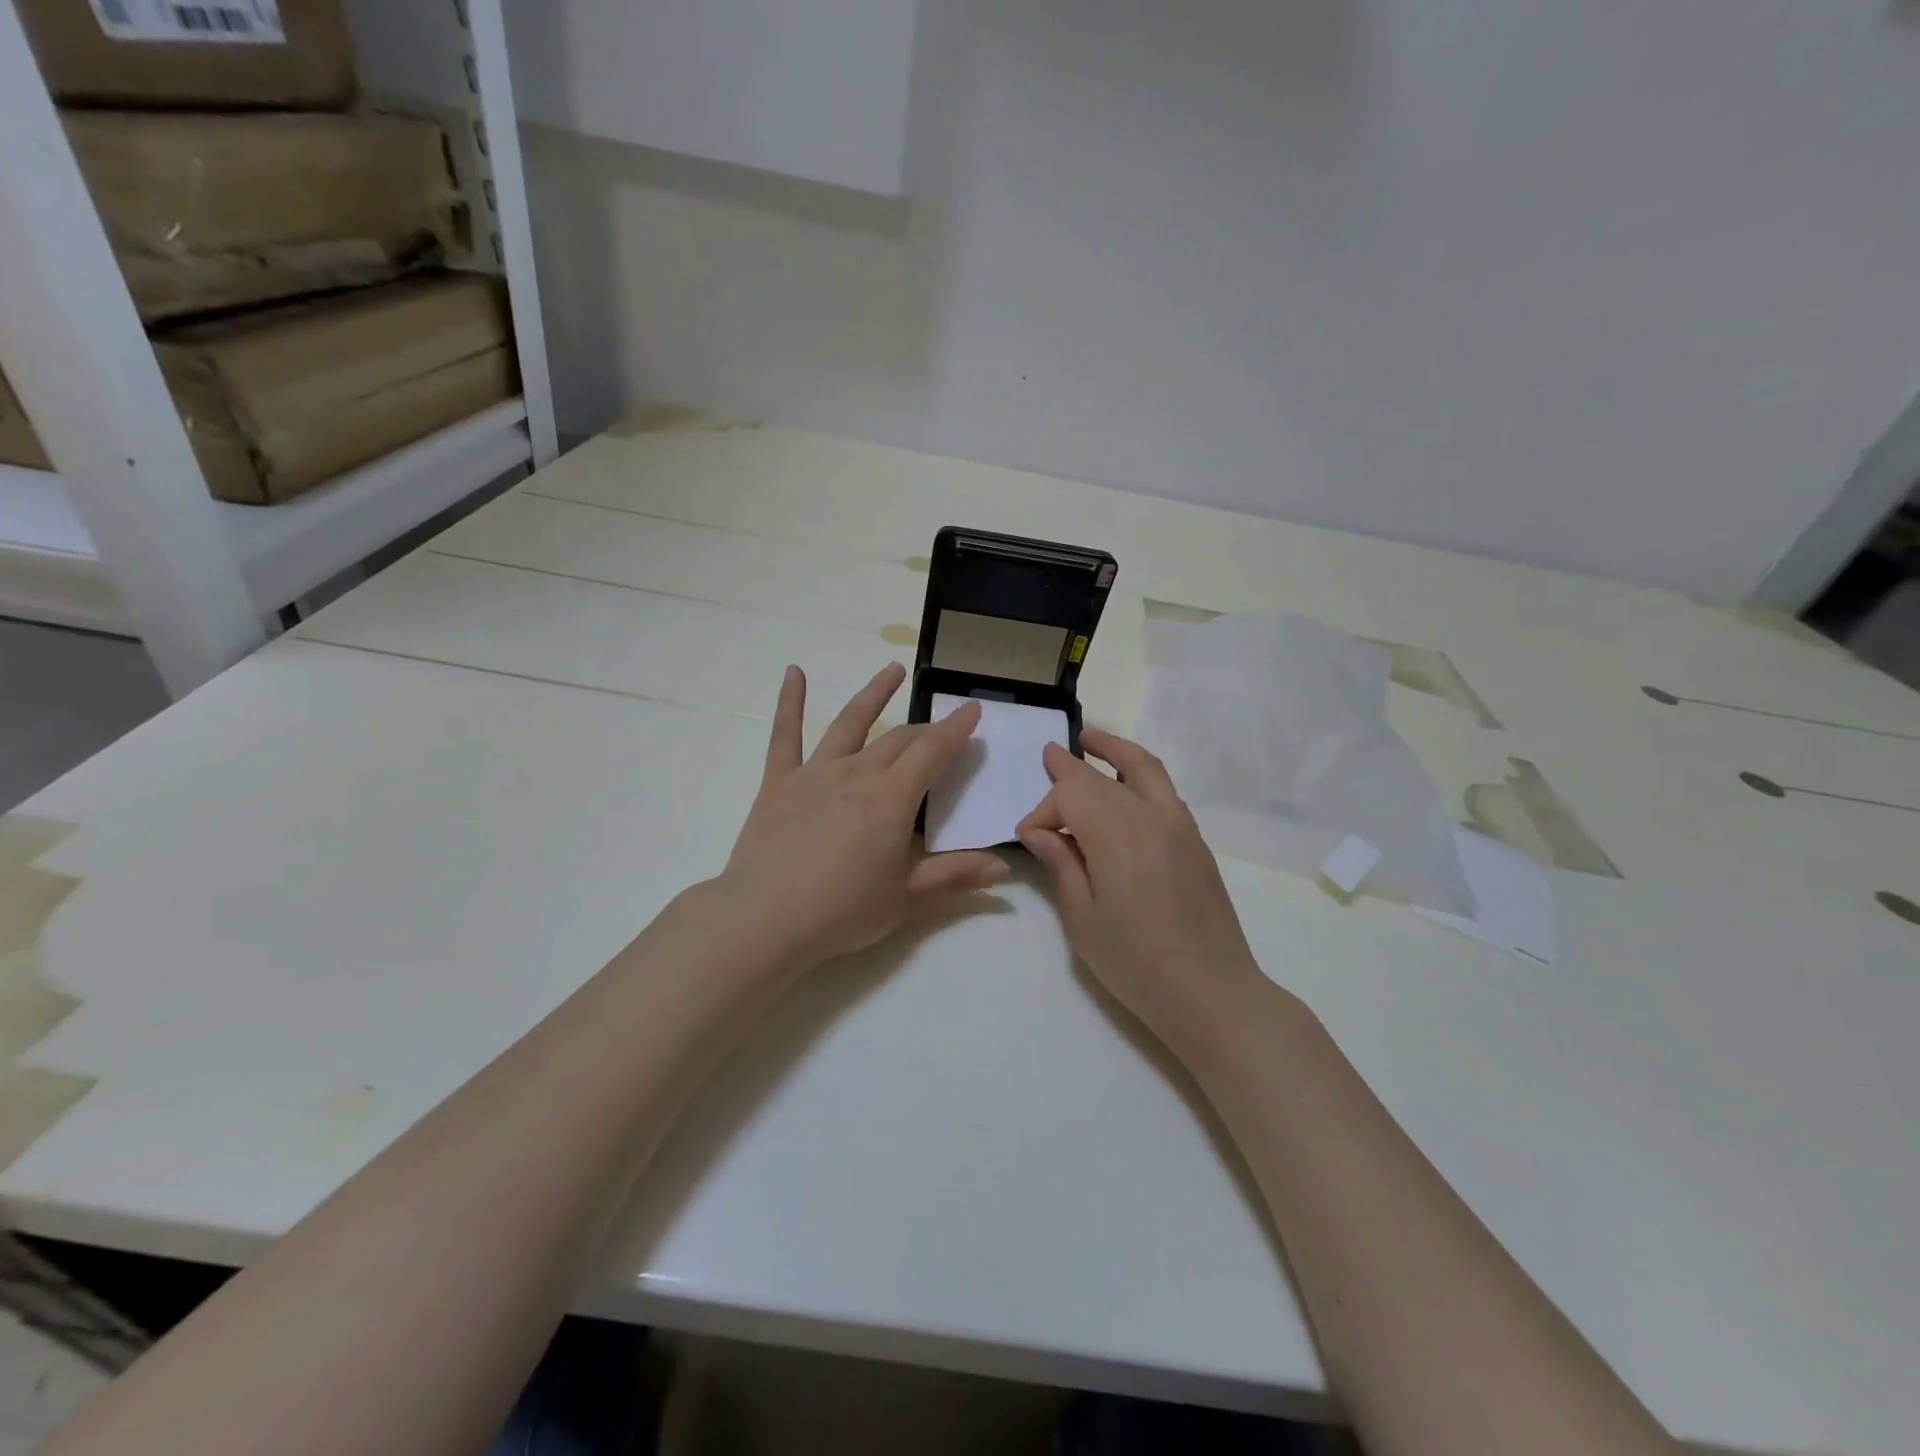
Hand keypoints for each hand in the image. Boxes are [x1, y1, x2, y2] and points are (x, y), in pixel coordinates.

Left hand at [717, 663, 1008, 968]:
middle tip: (943, 726)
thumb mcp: (907, 898)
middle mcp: (858, 773)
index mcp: (893, 798)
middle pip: (899, 739)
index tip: (972, 709)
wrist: (764, 920)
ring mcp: (816, 773)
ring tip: (892, 670)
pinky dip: (790, 701)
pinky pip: (786, 734)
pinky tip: (793, 672)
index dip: (956, 729)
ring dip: (874, 694)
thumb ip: (956, 876)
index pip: (933, 752)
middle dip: (927, 729)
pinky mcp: (779, 782)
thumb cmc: (842, 912)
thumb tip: (1004, 866)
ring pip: (850, 722)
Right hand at [1017, 730, 1265, 1063]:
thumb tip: (1039, 830)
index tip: (1029, 838)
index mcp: (1117, 833)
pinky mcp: (1196, 840)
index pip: (1070, 795)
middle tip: (1048, 753)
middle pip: (1102, 777)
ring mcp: (1180, 824)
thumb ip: (1061, 864)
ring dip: (1114, 750)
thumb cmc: (1136, 962)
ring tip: (1090, 740)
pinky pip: (1163, 790)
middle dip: (1070, 768)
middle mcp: (1151, 815)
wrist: (1212, 993)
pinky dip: (1139, 774)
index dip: (1043, 810)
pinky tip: (1124, 788)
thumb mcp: (1082, 918)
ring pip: (1144, 768)